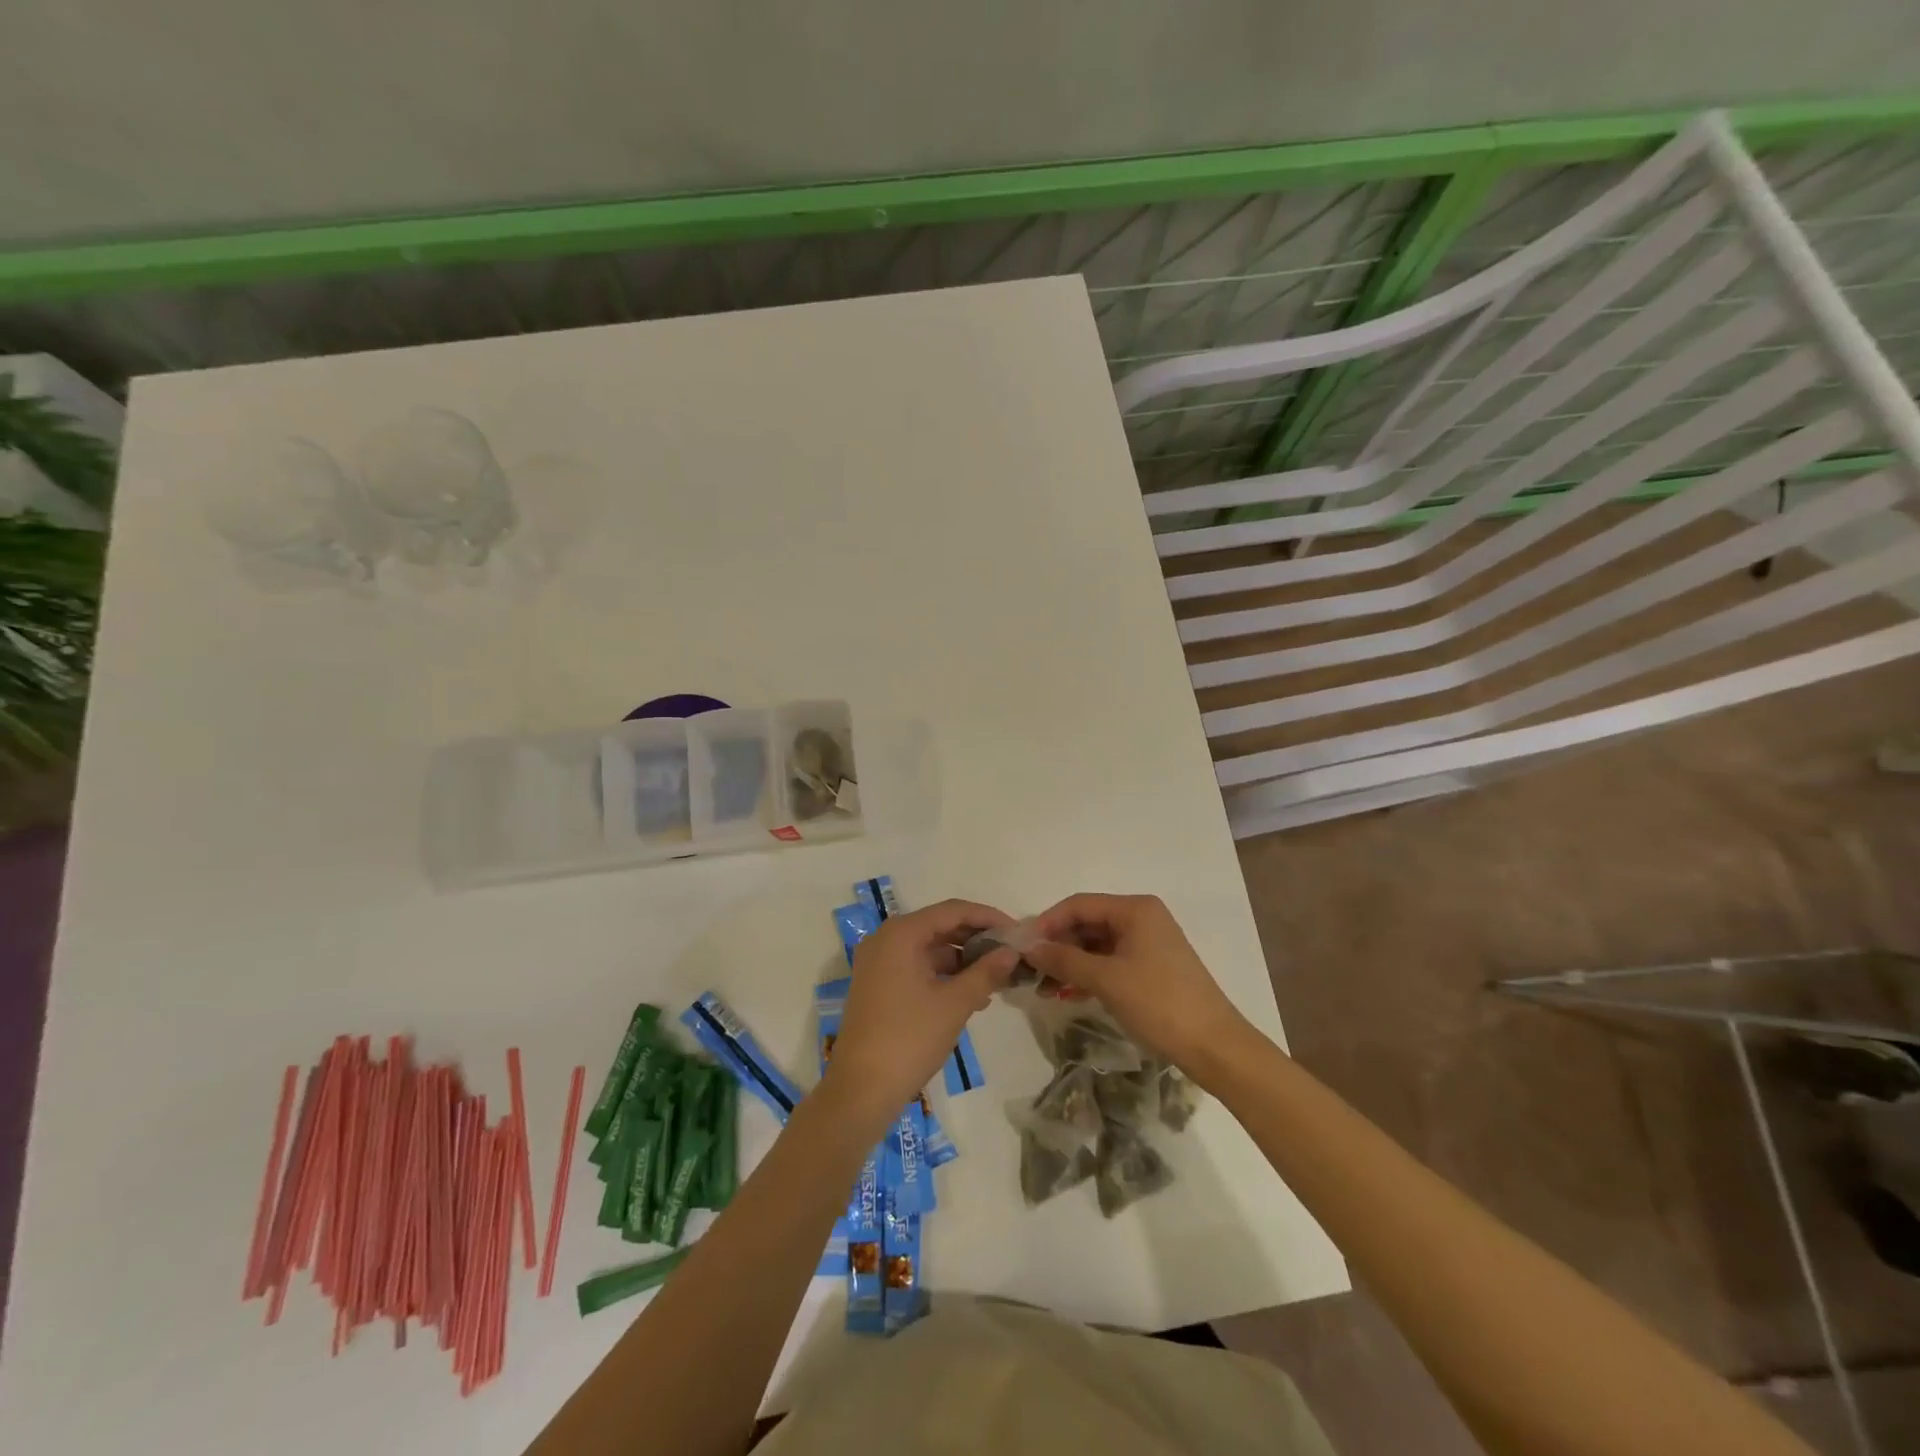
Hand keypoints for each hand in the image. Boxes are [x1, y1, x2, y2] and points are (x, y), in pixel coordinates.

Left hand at [821, 899, 1019, 1125]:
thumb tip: (1012, 952)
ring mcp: (879, 963)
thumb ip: (986, 972)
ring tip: (999, 977)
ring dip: (963, 960)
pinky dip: (945, 975)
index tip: (1018, 932)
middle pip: (940, 926)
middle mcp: (886, 939)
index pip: (953, 910)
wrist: (860, 1090)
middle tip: (1011, 954)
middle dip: (977, 939)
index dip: (988, 917)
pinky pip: (918, 967)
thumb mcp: (954, 1004)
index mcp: (901, 933)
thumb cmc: (909, 1039)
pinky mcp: (879, 985)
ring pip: (930, 949)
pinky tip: (973, 994)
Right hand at [1023, 893, 1252, 1071]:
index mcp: (1135, 909)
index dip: (1048, 922)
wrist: (1214, 1046)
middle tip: (1030, 969)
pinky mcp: (1151, 968)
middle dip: (1058, 945)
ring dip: (1070, 963)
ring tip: (1044, 987)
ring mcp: (1148, 944)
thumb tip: (1029, 947)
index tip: (1022, 945)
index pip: (1079, 904)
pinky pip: (1110, 962)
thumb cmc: (1159, 1003)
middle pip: (1088, 923)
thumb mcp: (1106, 979)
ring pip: (1097, 945)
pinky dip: (1088, 975)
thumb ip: (1065, 959)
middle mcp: (1142, 918)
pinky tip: (1068, 994)